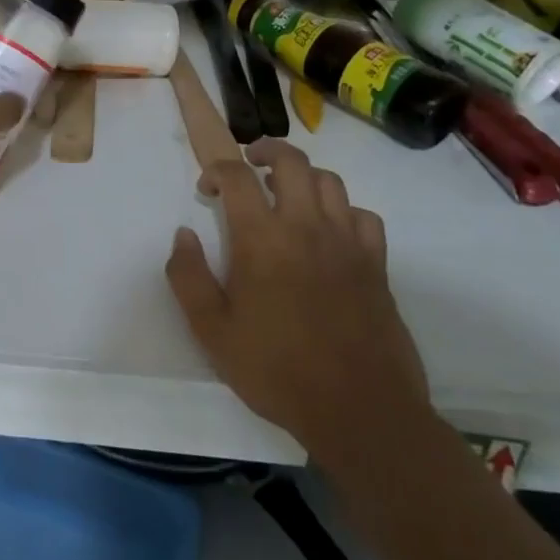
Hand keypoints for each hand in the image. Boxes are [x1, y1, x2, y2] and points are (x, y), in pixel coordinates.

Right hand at [166, 139, 433, 474]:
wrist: (358, 409)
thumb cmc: (276, 370)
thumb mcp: (212, 331)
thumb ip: (188, 276)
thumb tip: (183, 235)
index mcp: (262, 239)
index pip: (238, 177)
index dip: (217, 171)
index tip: (206, 189)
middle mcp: (307, 227)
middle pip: (292, 161)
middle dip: (265, 150)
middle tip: (249, 163)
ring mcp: (347, 243)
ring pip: (330, 181)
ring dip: (303, 175)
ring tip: (287, 191)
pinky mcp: (376, 264)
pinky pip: (363, 216)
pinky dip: (343, 209)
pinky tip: (330, 229)